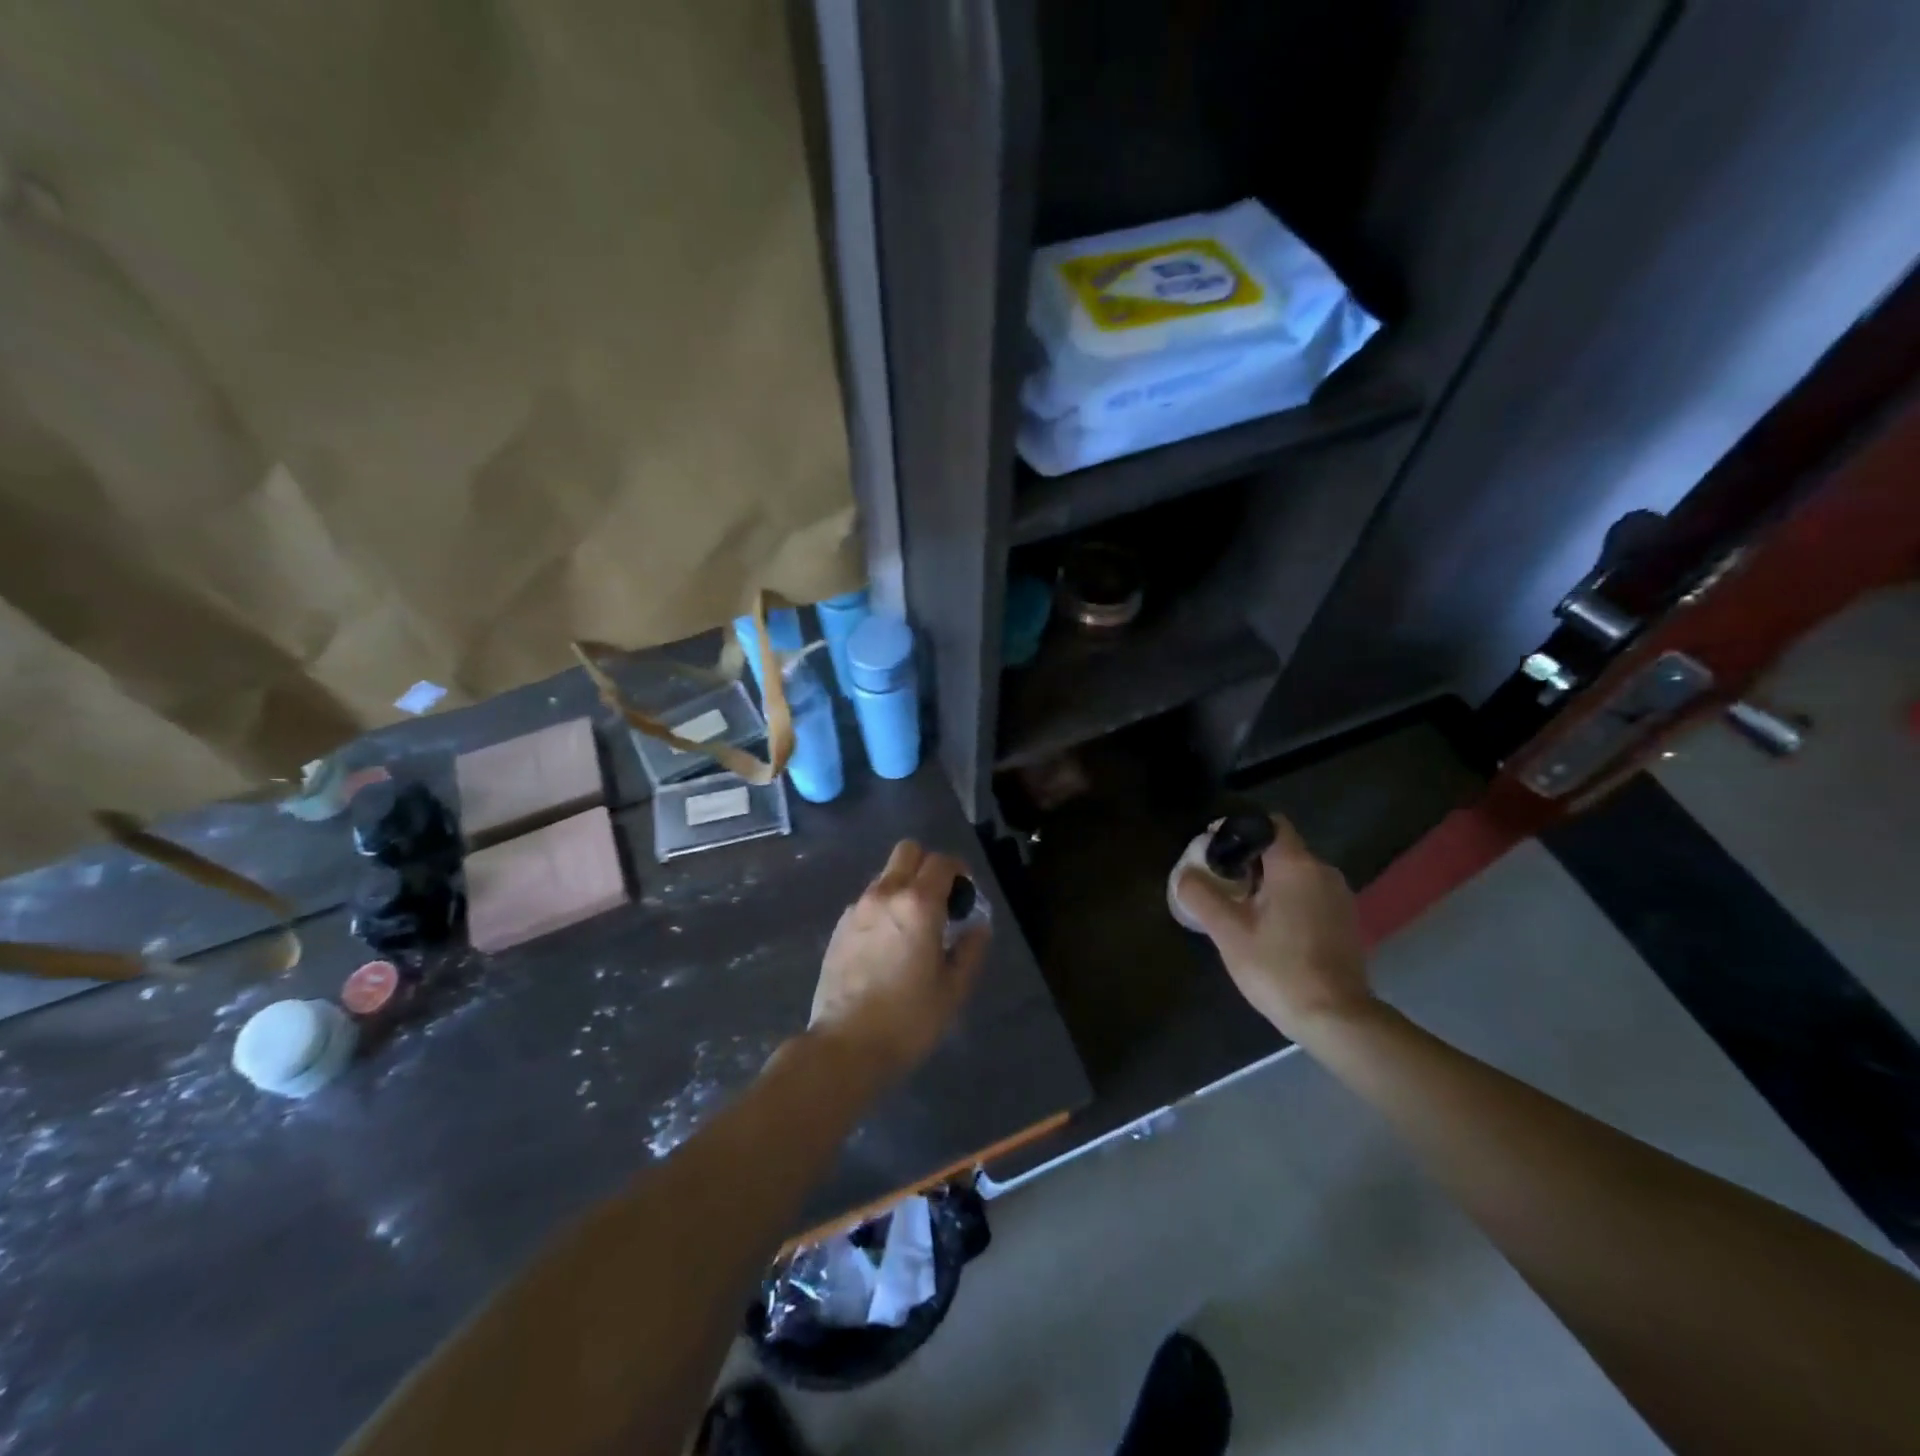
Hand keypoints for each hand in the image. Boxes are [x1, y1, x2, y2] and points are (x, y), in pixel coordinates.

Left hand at [808, 841, 989, 1085]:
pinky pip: (868, 901)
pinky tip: (887, 944)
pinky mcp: (839, 927)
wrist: (845, 1046)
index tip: (965, 894)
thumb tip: (977, 927)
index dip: (959, 871)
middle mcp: (885, 894)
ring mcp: (857, 908)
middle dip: (927, 865)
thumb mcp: (953, 989)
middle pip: (908, 851)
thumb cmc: (908, 1020)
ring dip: (904, 887)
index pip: (942, 862)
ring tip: (912, 927)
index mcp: (918, 904)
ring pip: (886, 876)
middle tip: (939, 900)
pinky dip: (883, 908)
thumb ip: (970, 950)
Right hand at [1176, 814, 1372, 1041]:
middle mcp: (1323, 871)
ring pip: (1295, 874)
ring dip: (1268, 882)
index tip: (1214, 849)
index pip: (1269, 823)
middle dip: (1248, 860)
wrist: (1337, 1019)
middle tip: (1220, 884)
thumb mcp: (1228, 932)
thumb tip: (1185, 875)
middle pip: (1280, 849)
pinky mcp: (1346, 921)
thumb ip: (1202, 896)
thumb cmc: (1279, 968)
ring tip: (1241, 909)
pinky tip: (1270, 929)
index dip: (1239, 829)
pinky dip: (1287, 900)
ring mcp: (1340, 897)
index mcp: (1296, 865)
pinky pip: (1310, 894)